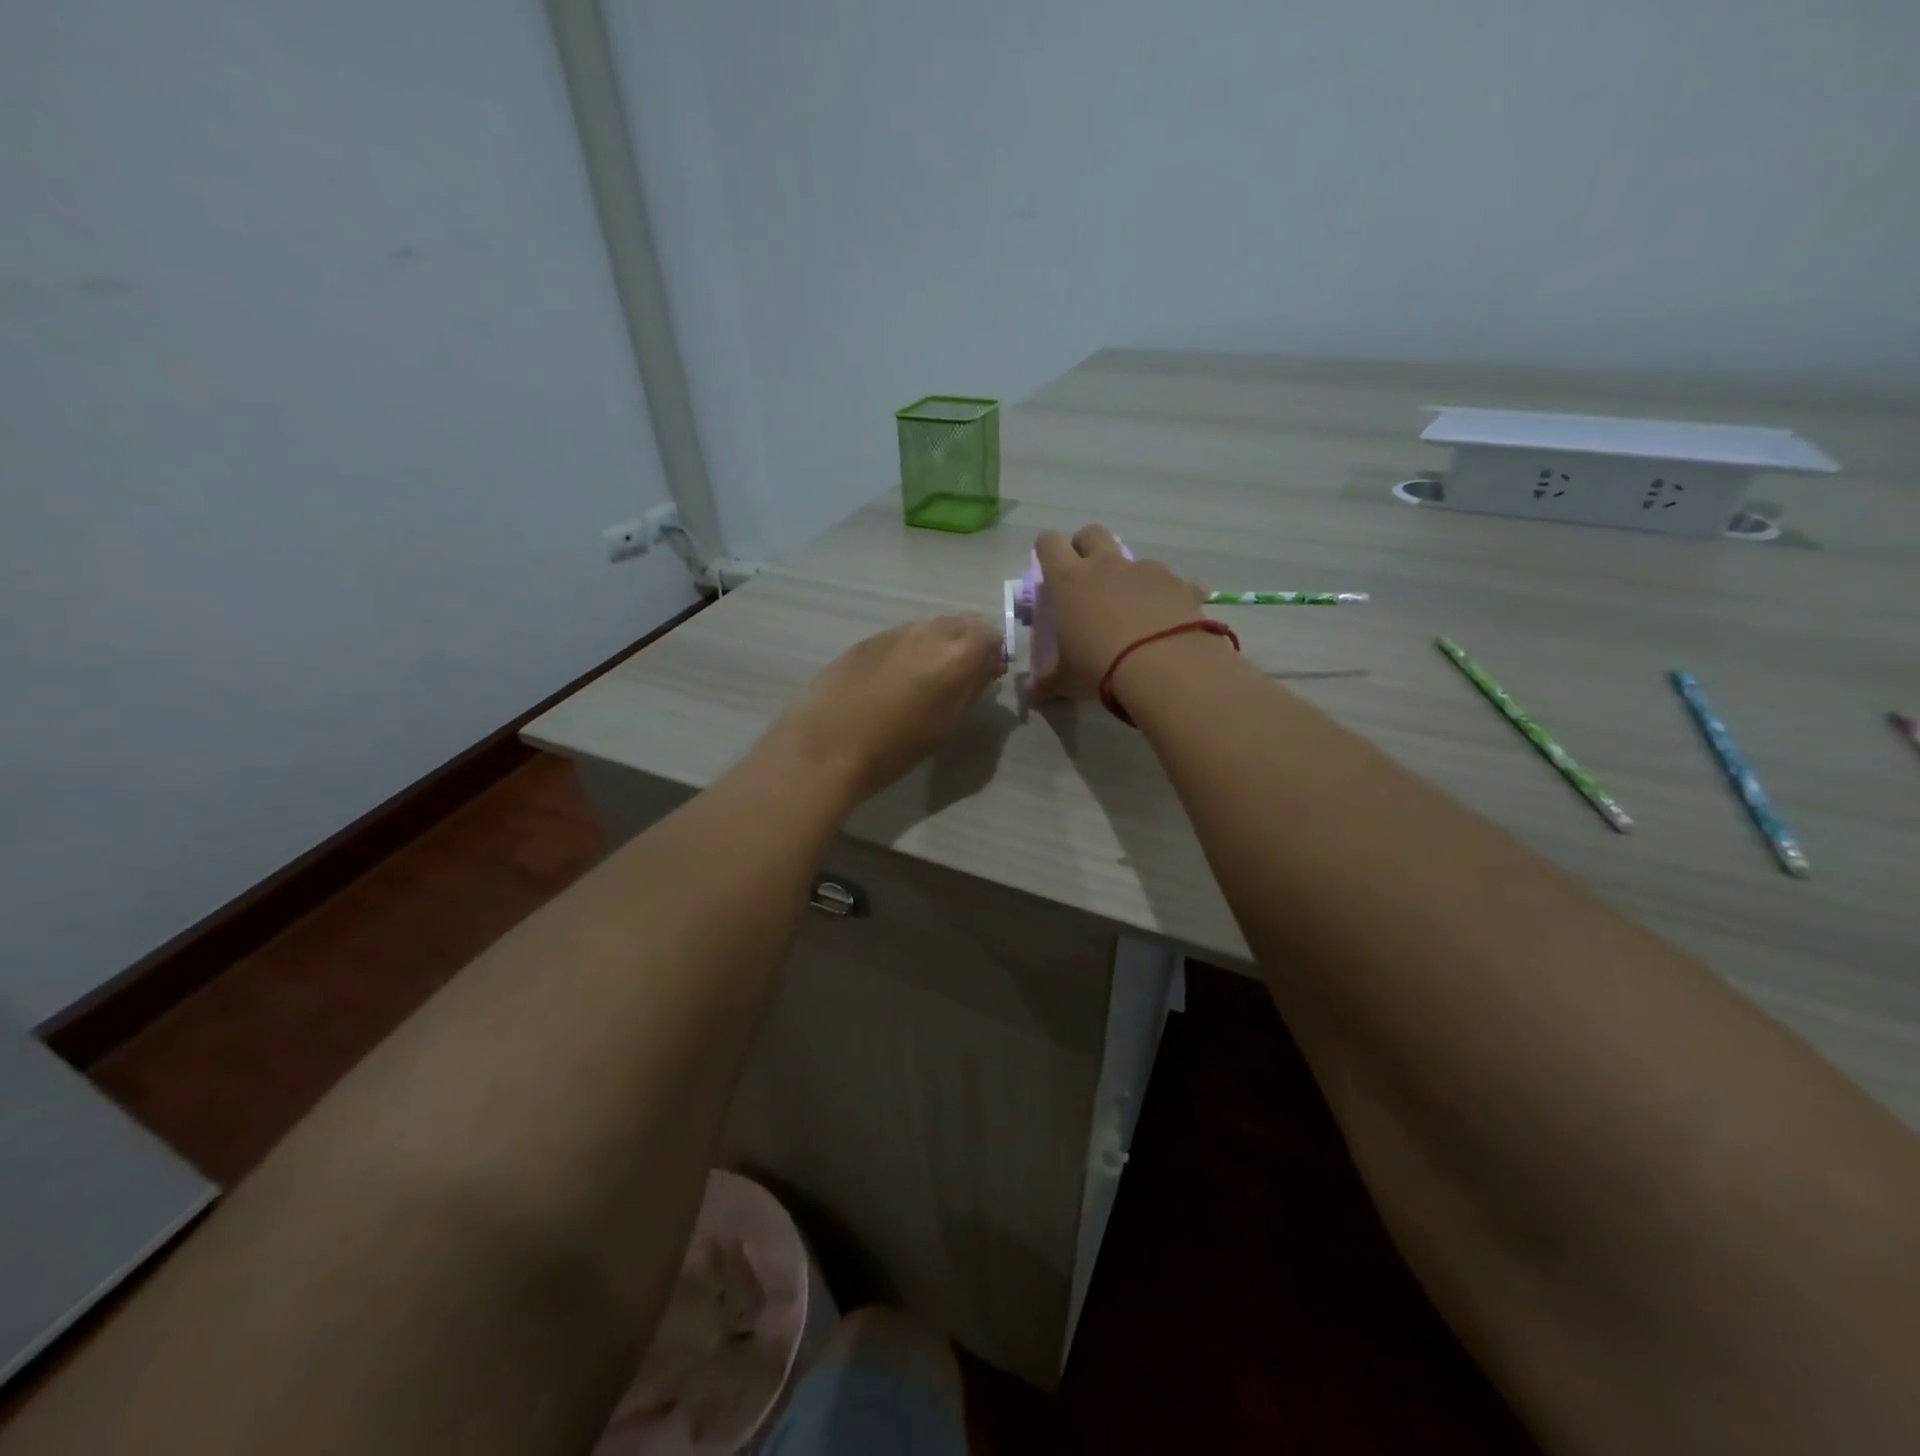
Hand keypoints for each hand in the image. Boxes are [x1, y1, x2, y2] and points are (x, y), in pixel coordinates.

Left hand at [771, 615, 1004, 802]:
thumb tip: (986, 667)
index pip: (991, 634)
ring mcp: (894, 632)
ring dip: (938, 644)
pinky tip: (894, 678)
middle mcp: (928, 632)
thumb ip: (972, 688)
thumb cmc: (895, 748)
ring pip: (930, 627)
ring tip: (927, 677)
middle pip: (962, 623)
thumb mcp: (946, 725)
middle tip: (961, 674)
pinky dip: (909, 650)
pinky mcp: (866, 640)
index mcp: (956, 654)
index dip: (994, 652)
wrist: (827, 745)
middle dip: (968, 643)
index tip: (988, 674)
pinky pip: (901, 636)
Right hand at [1031, 525, 1207, 701]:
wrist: (1165, 667)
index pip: (1049, 543)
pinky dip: (1168, 596)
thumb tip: (1030, 696)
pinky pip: (1173, 583)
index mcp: (1069, 580)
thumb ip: (1046, 683)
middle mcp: (1106, 565)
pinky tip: (1170, 621)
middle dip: (1086, 547)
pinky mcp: (1180, 583)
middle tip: (1086, 576)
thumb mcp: (1066, 680)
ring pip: (1133, 558)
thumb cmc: (1100, 668)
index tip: (1048, 567)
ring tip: (1133, 608)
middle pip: (1092, 533)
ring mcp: (1146, 570)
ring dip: (1129, 575)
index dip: (1046, 549)